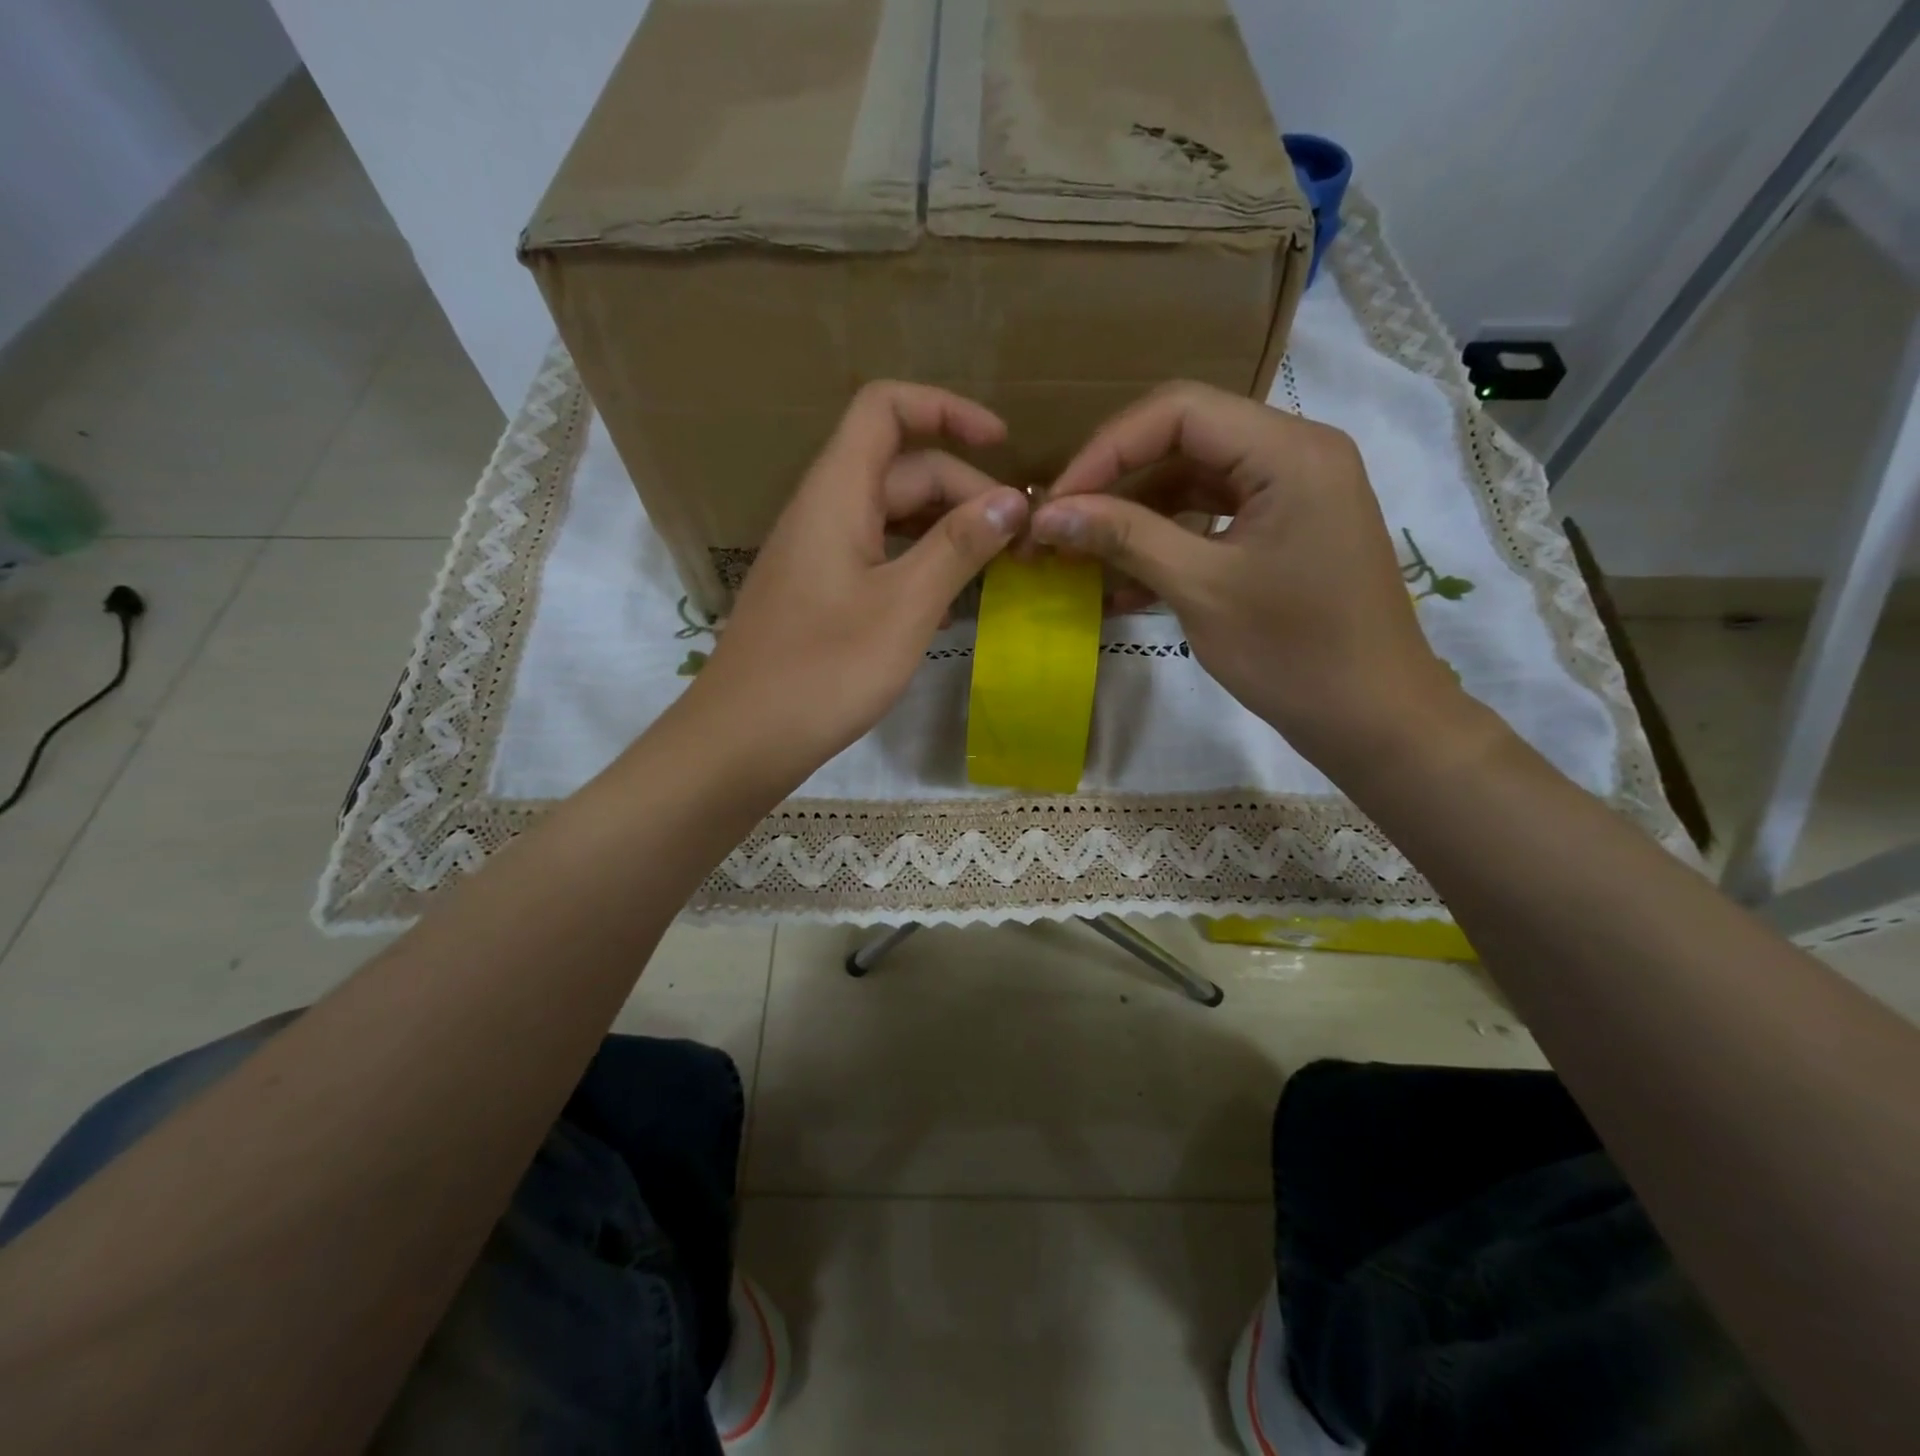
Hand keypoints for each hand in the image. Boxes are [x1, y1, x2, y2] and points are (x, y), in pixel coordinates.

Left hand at [688, 382, 1028, 781]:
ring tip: (997, 568)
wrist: (743, 739)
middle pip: (901, 469)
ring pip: (892, 517)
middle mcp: (824, 510)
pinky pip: (878, 557)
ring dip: (947, 532)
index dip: (946, 409)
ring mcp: (819, 554)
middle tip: (1020, 540)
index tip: (1003, 444)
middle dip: (965, 491)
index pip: (886, 408)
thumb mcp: (905, 606)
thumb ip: (958, 546)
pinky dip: (919, 566)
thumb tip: (1013, 500)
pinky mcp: (819, 593)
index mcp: (837, 493)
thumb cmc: (824, 670)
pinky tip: (950, 607)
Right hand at [1030, 380, 1470, 776]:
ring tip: (1082, 557)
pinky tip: (1124, 586)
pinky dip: (1168, 543)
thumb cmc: (1294, 653)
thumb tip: (1047, 514)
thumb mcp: (1200, 590)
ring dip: (1136, 517)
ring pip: (1194, 480)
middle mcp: (1296, 453)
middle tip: (1061, 526)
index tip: (1056, 501)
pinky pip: (1213, 518)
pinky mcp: (1286, 529)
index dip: (1106, 450)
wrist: (1374, 719)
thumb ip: (1124, 538)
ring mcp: (1293, 492)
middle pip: (1185, 439)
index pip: (1178, 411)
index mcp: (1289, 451)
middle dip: (1116, 482)